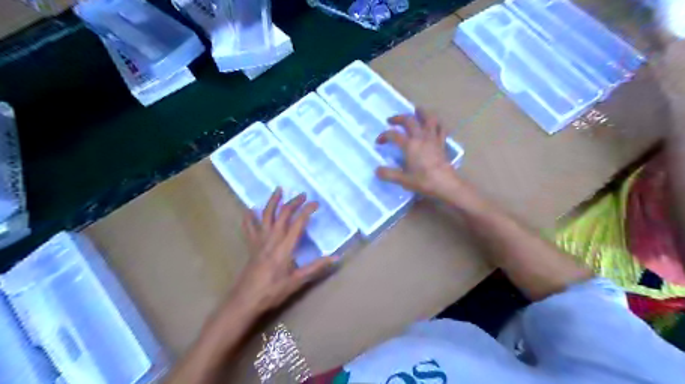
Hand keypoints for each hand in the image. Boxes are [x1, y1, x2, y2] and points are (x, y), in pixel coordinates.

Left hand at [230, 188, 336, 316]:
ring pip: (265, 216)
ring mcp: (259, 241)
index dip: (307, 210)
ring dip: (272, 201)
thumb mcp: (297, 281)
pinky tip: (250, 209)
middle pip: (282, 215)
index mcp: (284, 247)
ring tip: (278, 189)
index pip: (298, 223)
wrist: (245, 300)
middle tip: (302, 195)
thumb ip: (316, 267)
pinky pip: (249, 227)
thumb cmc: (272, 291)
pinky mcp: (251, 246)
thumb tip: (336, 258)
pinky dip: (249, 217)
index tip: (316, 203)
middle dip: (293, 202)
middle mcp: (271, 239)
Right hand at [374, 107, 459, 200]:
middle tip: (391, 120)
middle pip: (409, 121)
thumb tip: (377, 170)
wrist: (445, 185)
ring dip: (422, 113)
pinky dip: (437, 124)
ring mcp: (433, 139)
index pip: (393, 135)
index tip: (378, 141)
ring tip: (417, 110)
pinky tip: (435, 124)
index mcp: (409, 145)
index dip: (384, 135)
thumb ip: (388, 174)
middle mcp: (421, 138)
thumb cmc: (423, 181)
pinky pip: (441, 129)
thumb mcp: (403, 180)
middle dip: (399, 118)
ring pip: (429, 119)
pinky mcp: (442, 144)